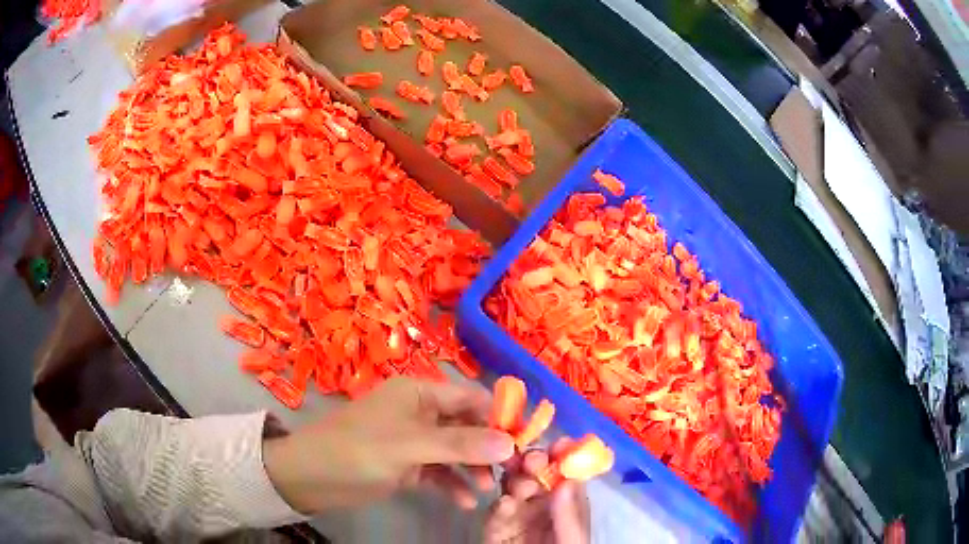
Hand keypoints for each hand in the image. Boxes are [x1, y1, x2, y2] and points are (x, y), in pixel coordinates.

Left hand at [263, 377, 514, 513]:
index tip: (527, 441)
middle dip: (489, 448)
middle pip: (466, 427)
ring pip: (454, 452)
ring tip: (490, 490)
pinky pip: (437, 472)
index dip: (500, 417)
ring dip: (473, 469)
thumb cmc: (357, 450)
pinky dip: (451, 484)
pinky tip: (465, 501)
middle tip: (513, 472)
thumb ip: (460, 444)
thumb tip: (511, 442)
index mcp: (419, 393)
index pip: (470, 398)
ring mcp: (412, 441)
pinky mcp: (405, 465)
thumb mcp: (410, 446)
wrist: (310, 477)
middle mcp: (419, 413)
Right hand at [484, 440, 590, 543]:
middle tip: (533, 460)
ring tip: (521, 487)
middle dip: (533, 462)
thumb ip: (570, 515)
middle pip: (534, 474)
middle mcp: (541, 504)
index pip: (564, 473)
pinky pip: (494, 513)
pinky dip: (498, 506)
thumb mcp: (573, 539)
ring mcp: (516, 515)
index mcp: (566, 503)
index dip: (562, 456)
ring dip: (514, 480)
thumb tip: (568, 480)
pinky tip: (506, 504)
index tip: (561, 444)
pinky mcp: (494, 528)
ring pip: (511, 487)